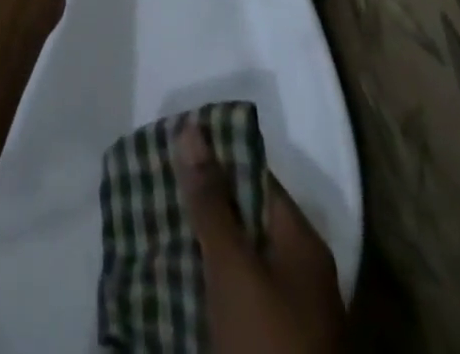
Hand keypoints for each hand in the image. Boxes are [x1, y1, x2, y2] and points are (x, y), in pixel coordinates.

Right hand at [178, 122, 347, 353]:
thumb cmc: (267, 344)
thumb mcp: (233, 268)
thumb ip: (211, 200)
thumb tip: (191, 127)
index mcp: (302, 242)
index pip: (256, 178)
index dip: (217, 158)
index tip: (174, 147)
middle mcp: (302, 271)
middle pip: (248, 218)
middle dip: (204, 202)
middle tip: (156, 184)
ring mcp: (291, 313)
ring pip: (240, 259)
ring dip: (204, 244)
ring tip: (156, 224)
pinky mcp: (273, 345)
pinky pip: (238, 297)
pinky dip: (210, 283)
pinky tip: (177, 278)